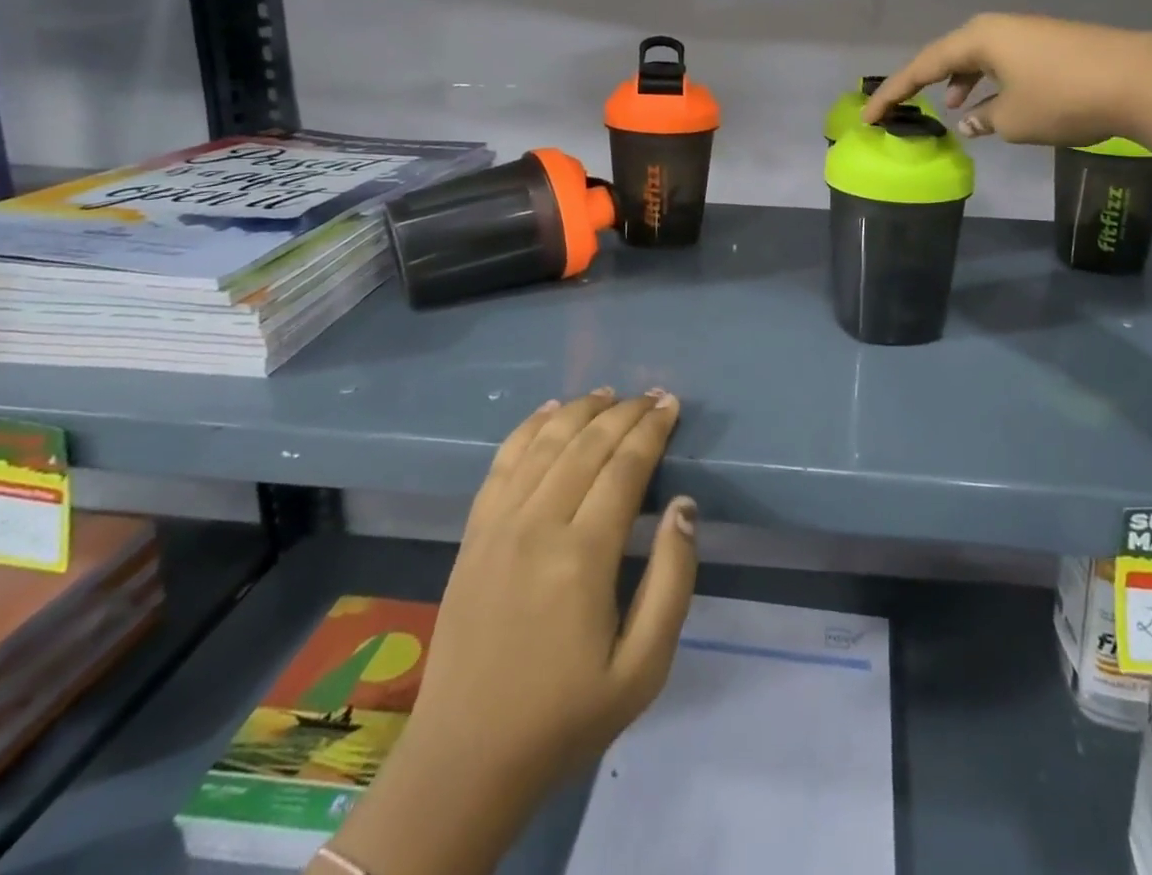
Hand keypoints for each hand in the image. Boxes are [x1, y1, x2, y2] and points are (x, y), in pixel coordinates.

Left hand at [323, 390, 695, 874]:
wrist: (466, 757)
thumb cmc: (566, 715)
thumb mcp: (644, 668)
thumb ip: (672, 580)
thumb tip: (684, 505)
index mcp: (583, 557)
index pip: (624, 467)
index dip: (651, 429)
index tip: (671, 404)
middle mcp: (538, 525)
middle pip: (587, 444)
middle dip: (625, 412)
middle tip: (652, 395)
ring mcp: (498, 525)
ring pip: (544, 443)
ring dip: (580, 410)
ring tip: (608, 394)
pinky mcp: (473, 533)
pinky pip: (502, 462)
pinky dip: (527, 428)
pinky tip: (548, 411)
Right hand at [864, 13, 1151, 147]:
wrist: (1142, 79)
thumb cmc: (1064, 98)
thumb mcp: (1013, 119)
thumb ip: (982, 119)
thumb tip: (971, 119)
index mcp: (978, 38)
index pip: (922, 66)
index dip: (894, 94)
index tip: (870, 117)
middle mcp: (998, 28)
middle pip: (949, 54)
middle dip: (927, 82)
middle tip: (907, 108)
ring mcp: (1027, 33)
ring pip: (979, 58)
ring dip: (962, 82)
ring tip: (954, 109)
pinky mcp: (1051, 45)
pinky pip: (1004, 62)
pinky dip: (990, 82)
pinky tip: (995, 106)